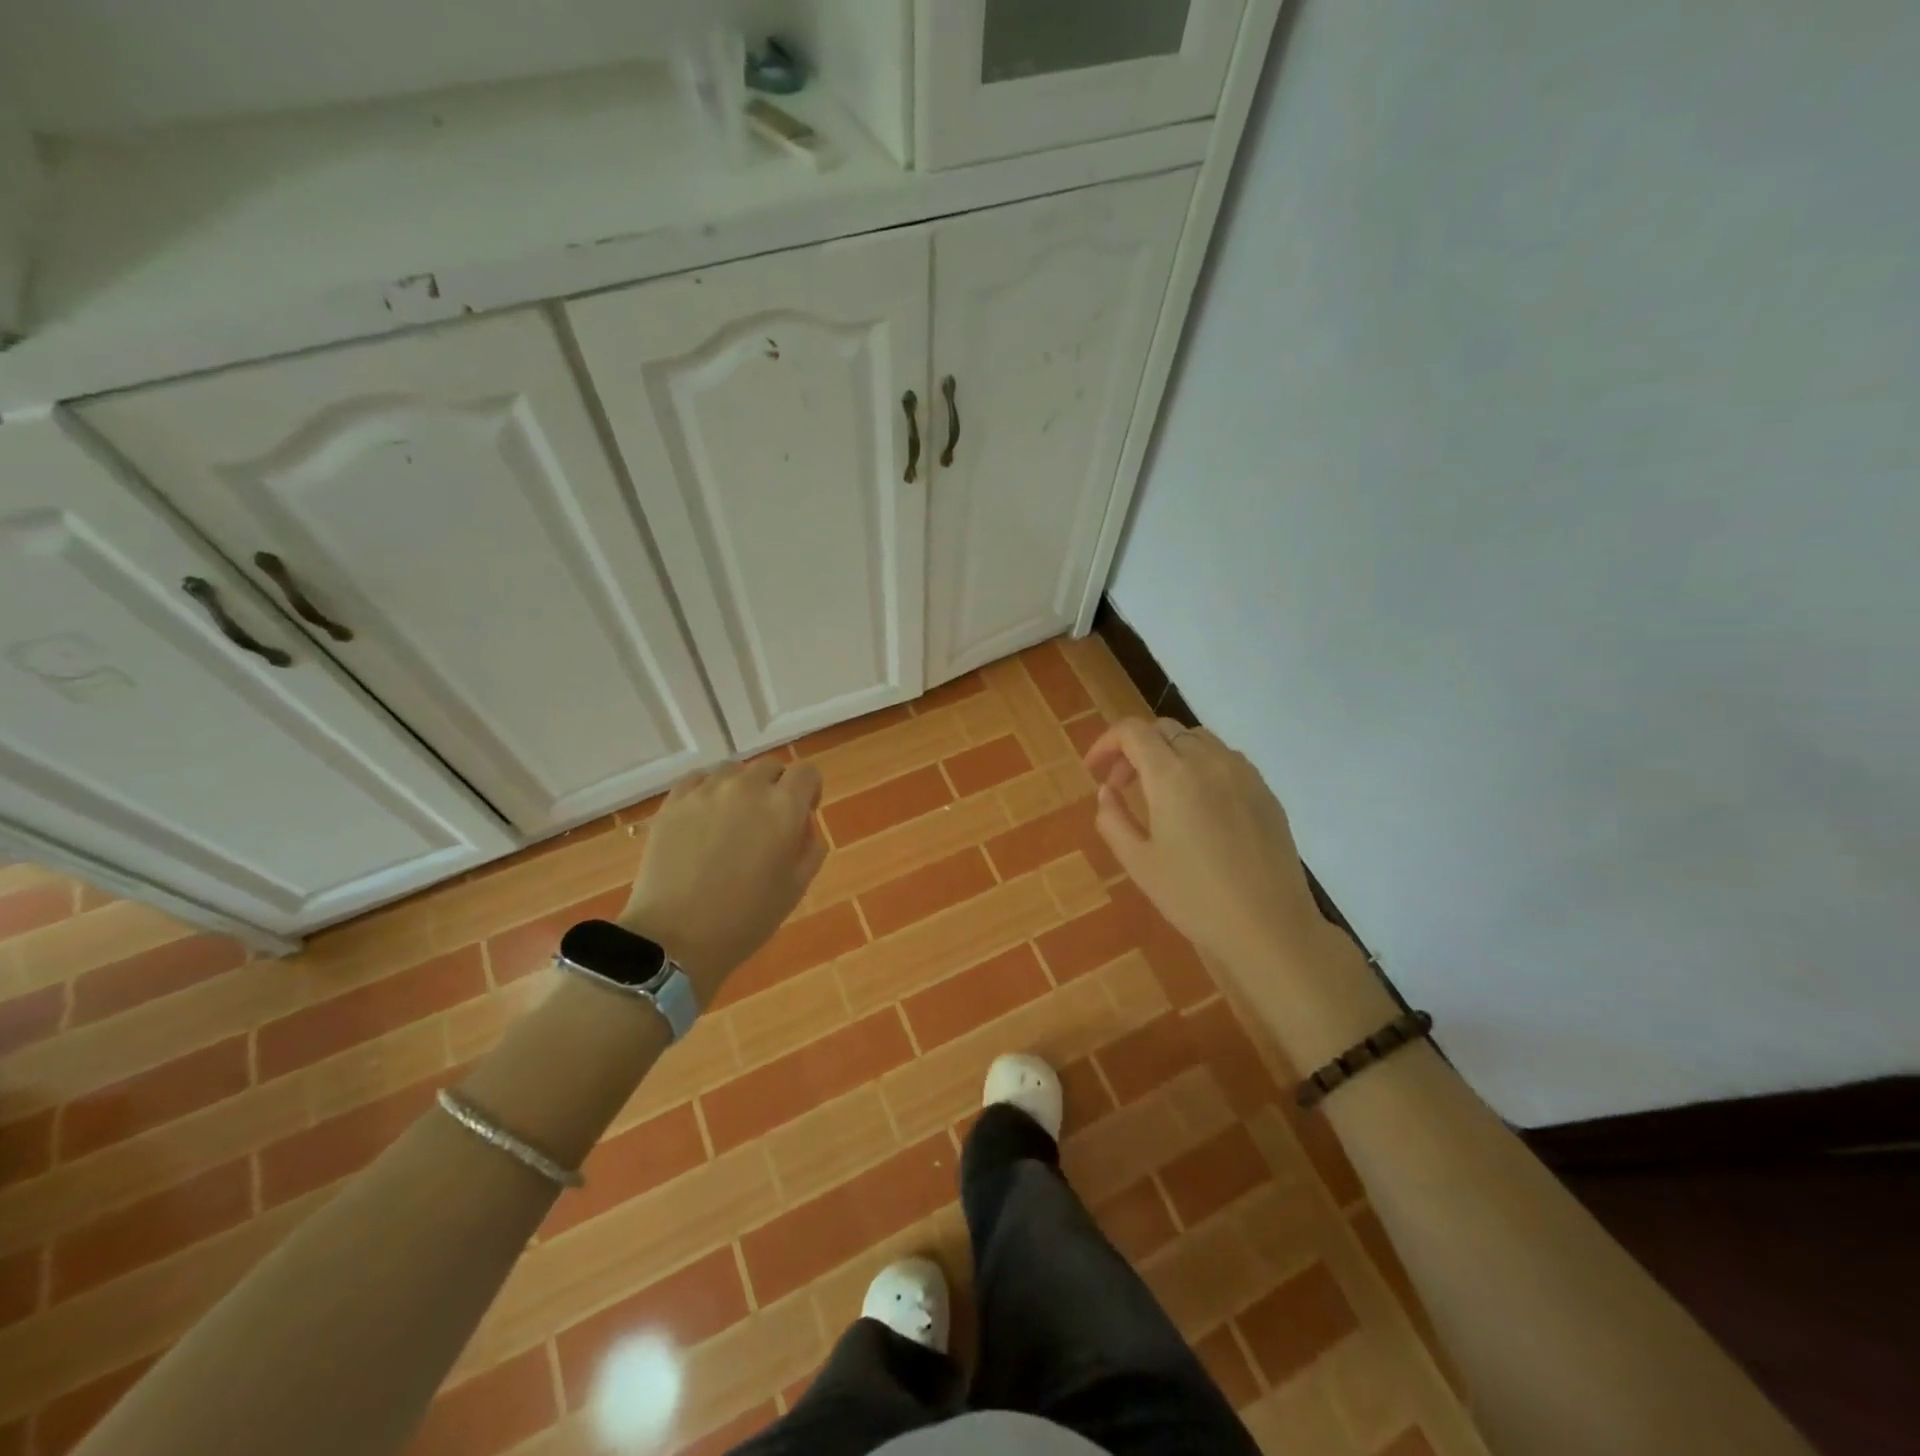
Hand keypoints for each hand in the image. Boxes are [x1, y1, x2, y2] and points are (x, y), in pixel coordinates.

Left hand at [618, 757, 825, 1003]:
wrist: (675, 938)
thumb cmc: (746, 918)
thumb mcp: (796, 887)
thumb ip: (810, 846)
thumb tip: (802, 824)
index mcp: (784, 807)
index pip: (807, 773)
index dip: (809, 791)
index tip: (803, 815)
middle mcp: (747, 787)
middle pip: (770, 767)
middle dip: (776, 788)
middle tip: (766, 824)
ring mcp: (706, 791)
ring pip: (733, 771)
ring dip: (741, 788)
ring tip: (732, 821)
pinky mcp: (673, 802)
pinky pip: (698, 779)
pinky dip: (708, 791)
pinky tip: (704, 818)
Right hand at [1085, 718, 1392, 1066]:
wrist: (1269, 926)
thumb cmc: (1194, 897)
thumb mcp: (1138, 863)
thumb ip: (1113, 819)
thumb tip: (1107, 792)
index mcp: (1172, 776)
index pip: (1133, 731)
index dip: (1106, 742)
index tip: (1094, 770)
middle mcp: (1208, 761)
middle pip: (1164, 729)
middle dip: (1135, 749)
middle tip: (1121, 785)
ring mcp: (1242, 773)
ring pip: (1196, 739)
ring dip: (1169, 753)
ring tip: (1160, 793)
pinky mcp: (1265, 791)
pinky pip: (1225, 759)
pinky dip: (1199, 765)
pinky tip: (1198, 805)